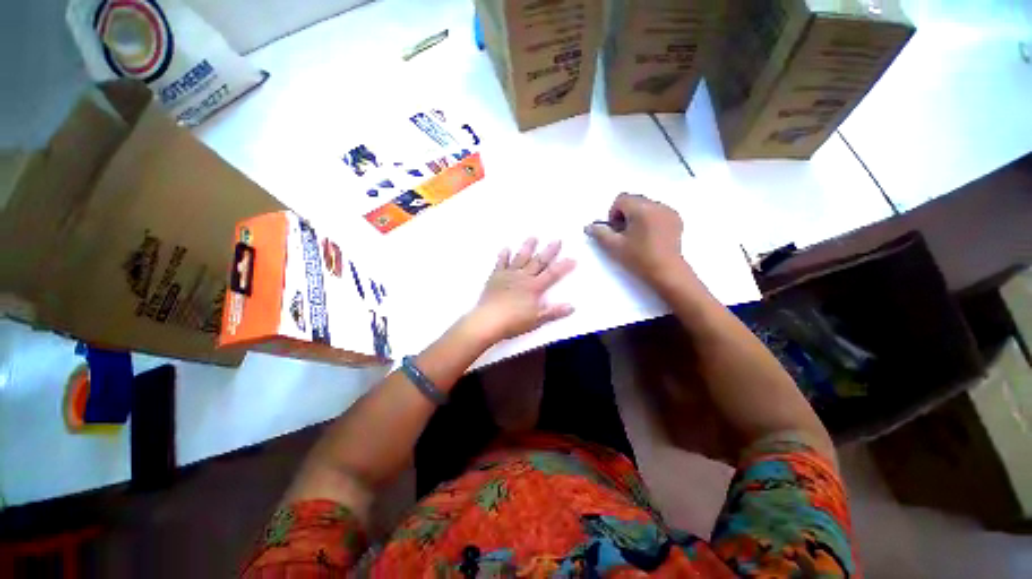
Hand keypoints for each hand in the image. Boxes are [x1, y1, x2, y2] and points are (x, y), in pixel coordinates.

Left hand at [468, 238, 575, 341]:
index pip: (552, 274)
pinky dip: (503, 255)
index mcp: (534, 287)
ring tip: (533, 237)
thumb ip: (554, 312)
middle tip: (557, 240)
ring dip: (527, 247)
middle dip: (549, 251)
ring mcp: (508, 275)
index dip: (563, 267)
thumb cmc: (514, 322)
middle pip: (538, 262)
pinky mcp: (495, 277)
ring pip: (520, 258)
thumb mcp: (537, 319)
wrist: (488, 320)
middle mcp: (523, 277)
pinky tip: (506, 248)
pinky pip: (501, 263)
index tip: (572, 259)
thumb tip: (572, 306)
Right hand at [585, 193, 694, 286]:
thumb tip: (589, 226)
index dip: (614, 213)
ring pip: (646, 205)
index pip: (621, 199)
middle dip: (625, 214)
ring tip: (638, 236)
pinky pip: (658, 212)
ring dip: (638, 216)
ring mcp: (669, 211)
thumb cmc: (638, 258)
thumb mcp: (614, 246)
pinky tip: (650, 237)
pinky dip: (651, 219)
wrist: (666, 271)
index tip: (616, 230)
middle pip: (634, 200)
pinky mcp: (676, 219)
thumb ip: (600, 233)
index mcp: (641, 208)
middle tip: (625, 234)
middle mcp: (657, 205)